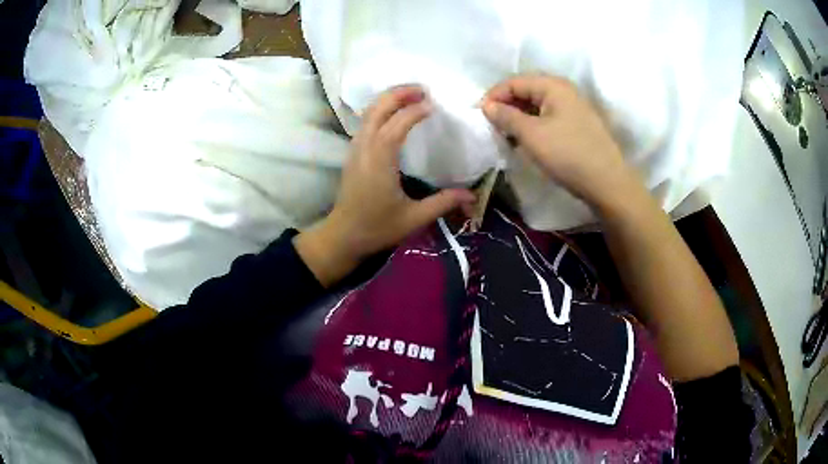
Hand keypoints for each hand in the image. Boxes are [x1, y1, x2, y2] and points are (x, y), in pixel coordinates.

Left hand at [296, 86, 475, 285]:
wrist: (343, 235)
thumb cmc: (377, 227)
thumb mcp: (413, 218)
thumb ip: (443, 203)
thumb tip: (471, 194)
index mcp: (379, 162)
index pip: (395, 126)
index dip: (414, 112)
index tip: (433, 106)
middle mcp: (364, 148)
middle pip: (377, 109)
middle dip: (398, 94)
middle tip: (423, 89)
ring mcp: (356, 148)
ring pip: (368, 112)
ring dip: (389, 98)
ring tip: (412, 94)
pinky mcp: (353, 152)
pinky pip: (366, 121)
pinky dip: (380, 108)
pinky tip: (395, 111)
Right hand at [481, 74, 642, 212]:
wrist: (608, 183)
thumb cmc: (568, 154)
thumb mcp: (531, 135)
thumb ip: (506, 116)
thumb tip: (487, 106)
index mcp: (553, 85)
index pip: (514, 81)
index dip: (494, 96)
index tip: (479, 116)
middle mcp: (565, 90)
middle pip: (527, 90)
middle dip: (506, 106)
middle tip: (492, 126)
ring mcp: (574, 107)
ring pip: (538, 105)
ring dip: (519, 117)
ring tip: (506, 135)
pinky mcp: (578, 124)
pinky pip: (549, 117)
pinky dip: (534, 125)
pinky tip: (527, 140)